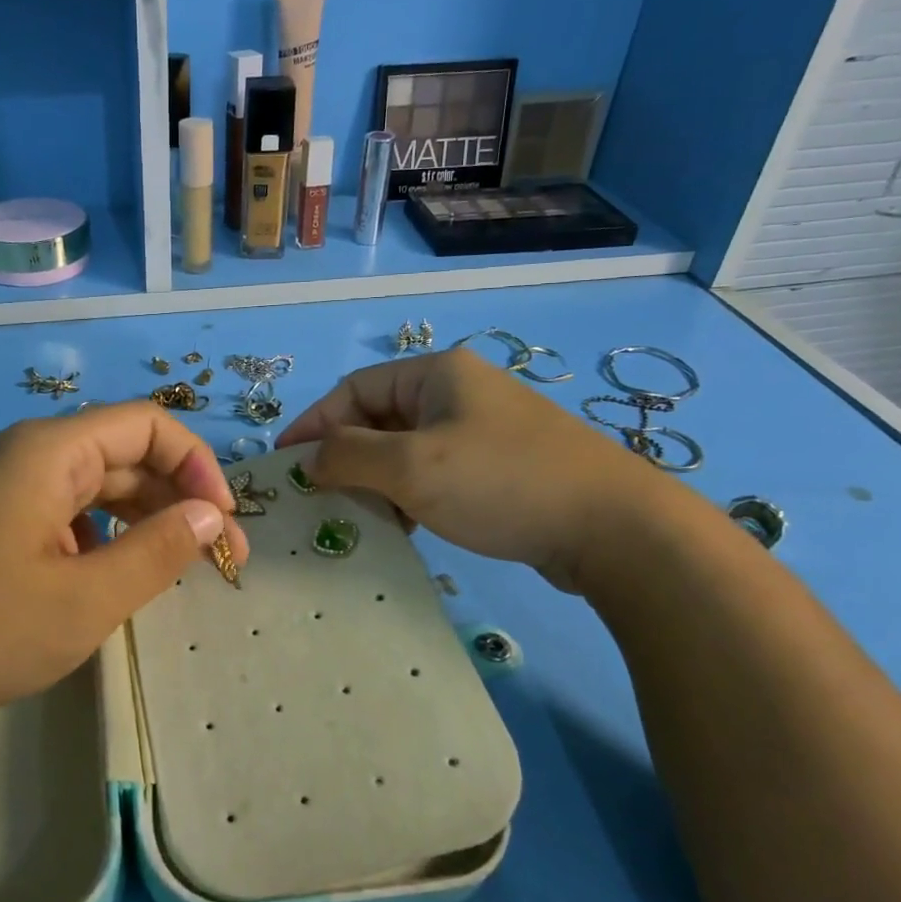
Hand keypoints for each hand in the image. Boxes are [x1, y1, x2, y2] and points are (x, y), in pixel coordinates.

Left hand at [0, 403, 247, 722]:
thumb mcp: (84, 600)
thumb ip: (157, 553)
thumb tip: (210, 515)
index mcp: (52, 451)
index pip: (149, 426)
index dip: (198, 466)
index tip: (222, 524)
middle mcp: (28, 453)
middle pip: (124, 454)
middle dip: (178, 499)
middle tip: (218, 560)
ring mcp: (4, 485)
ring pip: (94, 485)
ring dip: (141, 519)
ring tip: (174, 568)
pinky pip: (62, 510)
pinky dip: (99, 535)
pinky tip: (105, 578)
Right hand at [276, 347, 668, 592]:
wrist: (615, 529)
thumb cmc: (500, 483)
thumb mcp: (411, 468)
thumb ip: (348, 457)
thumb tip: (309, 458)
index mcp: (437, 373)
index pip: (353, 390)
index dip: (314, 424)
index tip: (285, 462)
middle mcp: (458, 392)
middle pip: (378, 418)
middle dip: (345, 457)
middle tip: (320, 497)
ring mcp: (483, 430)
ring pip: (405, 450)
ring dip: (376, 481)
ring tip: (362, 518)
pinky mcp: (500, 467)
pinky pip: (435, 472)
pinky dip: (410, 495)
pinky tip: (407, 527)